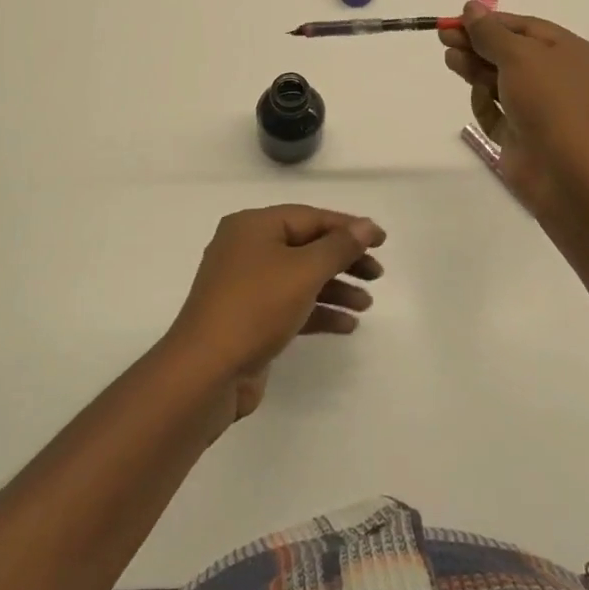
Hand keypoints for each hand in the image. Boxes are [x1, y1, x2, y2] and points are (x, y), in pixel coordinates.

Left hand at [166, 206, 384, 422]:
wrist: (206, 372)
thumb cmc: (255, 307)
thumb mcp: (303, 271)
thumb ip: (339, 247)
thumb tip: (366, 225)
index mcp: (253, 226)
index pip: (309, 217)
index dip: (348, 227)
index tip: (382, 240)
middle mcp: (246, 248)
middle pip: (305, 246)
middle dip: (343, 259)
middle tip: (377, 274)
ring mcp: (245, 285)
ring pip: (299, 277)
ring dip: (334, 287)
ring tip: (366, 304)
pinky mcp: (248, 318)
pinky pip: (290, 305)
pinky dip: (317, 311)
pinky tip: (347, 325)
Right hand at [439, 3, 588, 222]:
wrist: (566, 172)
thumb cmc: (550, 101)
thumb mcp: (519, 56)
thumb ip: (490, 32)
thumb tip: (471, 8)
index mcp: (576, 54)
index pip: (528, 28)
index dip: (491, 23)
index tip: (457, 21)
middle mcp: (564, 80)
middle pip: (513, 54)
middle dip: (479, 46)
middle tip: (445, 40)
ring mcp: (545, 110)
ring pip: (503, 82)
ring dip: (476, 70)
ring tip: (450, 61)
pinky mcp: (526, 136)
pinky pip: (501, 113)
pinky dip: (486, 103)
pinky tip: (476, 96)